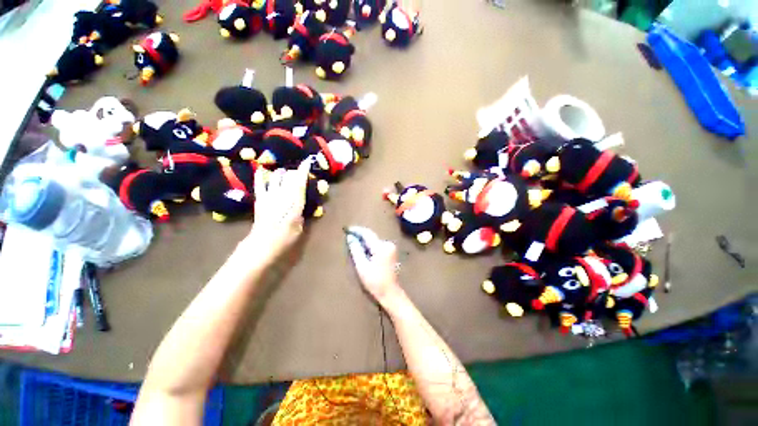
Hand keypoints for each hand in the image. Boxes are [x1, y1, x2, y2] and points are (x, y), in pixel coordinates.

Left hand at [245, 160, 310, 261]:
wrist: (264, 243)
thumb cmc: (286, 237)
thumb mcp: (300, 226)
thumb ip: (301, 212)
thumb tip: (300, 204)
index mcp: (295, 202)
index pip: (300, 182)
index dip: (303, 171)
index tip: (307, 161)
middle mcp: (283, 195)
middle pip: (289, 177)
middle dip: (294, 172)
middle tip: (298, 172)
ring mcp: (270, 196)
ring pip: (276, 178)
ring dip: (281, 173)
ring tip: (285, 173)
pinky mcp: (260, 199)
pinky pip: (260, 184)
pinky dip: (261, 176)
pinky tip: (262, 170)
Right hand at [346, 227, 403, 306]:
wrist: (390, 292)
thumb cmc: (375, 281)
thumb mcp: (362, 266)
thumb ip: (356, 250)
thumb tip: (350, 237)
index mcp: (381, 247)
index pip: (367, 233)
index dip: (356, 230)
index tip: (347, 229)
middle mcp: (387, 244)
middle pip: (371, 236)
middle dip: (360, 236)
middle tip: (349, 236)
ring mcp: (391, 248)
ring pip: (374, 240)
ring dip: (365, 241)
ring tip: (354, 242)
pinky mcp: (391, 252)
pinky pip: (378, 245)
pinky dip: (370, 246)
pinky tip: (364, 250)